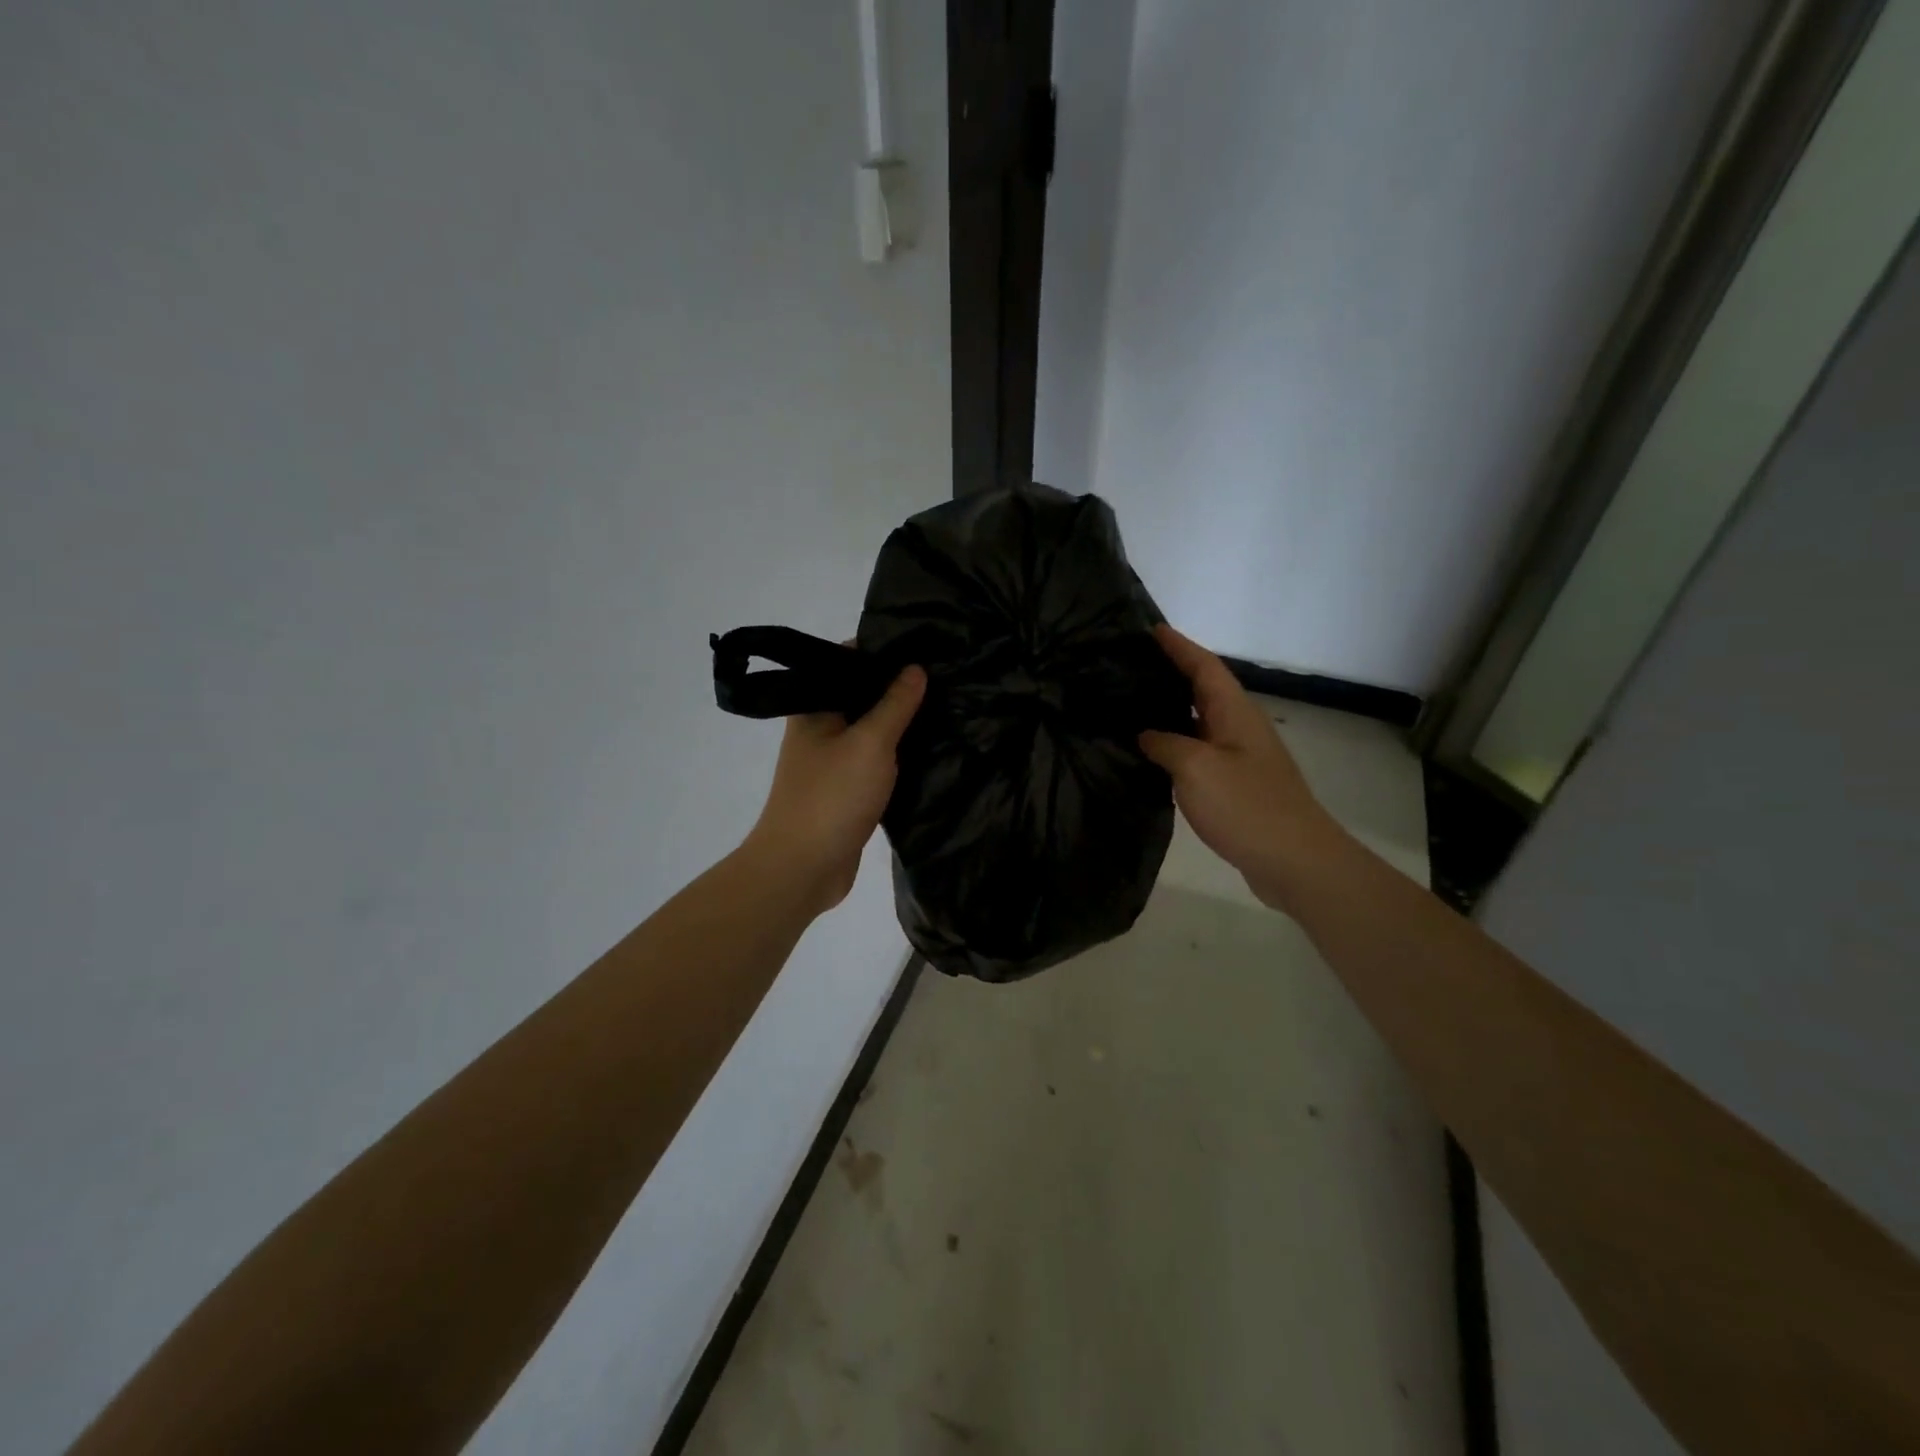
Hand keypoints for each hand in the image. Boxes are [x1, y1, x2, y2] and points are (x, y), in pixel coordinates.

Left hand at [745, 664, 926, 913]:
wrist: (803, 869)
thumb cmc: (832, 797)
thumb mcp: (870, 743)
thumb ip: (894, 704)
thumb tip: (915, 667)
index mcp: (814, 709)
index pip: (846, 662)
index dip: (881, 651)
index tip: (923, 644)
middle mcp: (821, 730)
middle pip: (861, 697)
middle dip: (898, 688)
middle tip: (945, 675)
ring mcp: (834, 762)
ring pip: (872, 732)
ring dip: (901, 724)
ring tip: (947, 706)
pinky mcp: (848, 791)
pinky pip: (877, 763)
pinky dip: (899, 756)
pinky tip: (931, 749)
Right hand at [1139, 625, 1340, 910]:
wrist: (1293, 860)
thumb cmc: (1246, 805)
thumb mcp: (1195, 768)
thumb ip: (1164, 743)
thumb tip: (1146, 734)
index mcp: (1234, 712)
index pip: (1203, 665)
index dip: (1178, 646)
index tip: (1150, 629)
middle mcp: (1239, 726)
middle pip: (1204, 688)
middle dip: (1172, 671)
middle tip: (1131, 664)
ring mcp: (1240, 756)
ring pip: (1200, 720)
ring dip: (1171, 707)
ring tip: (1133, 702)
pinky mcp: (1236, 783)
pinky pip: (1200, 749)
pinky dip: (1176, 741)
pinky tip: (1153, 752)